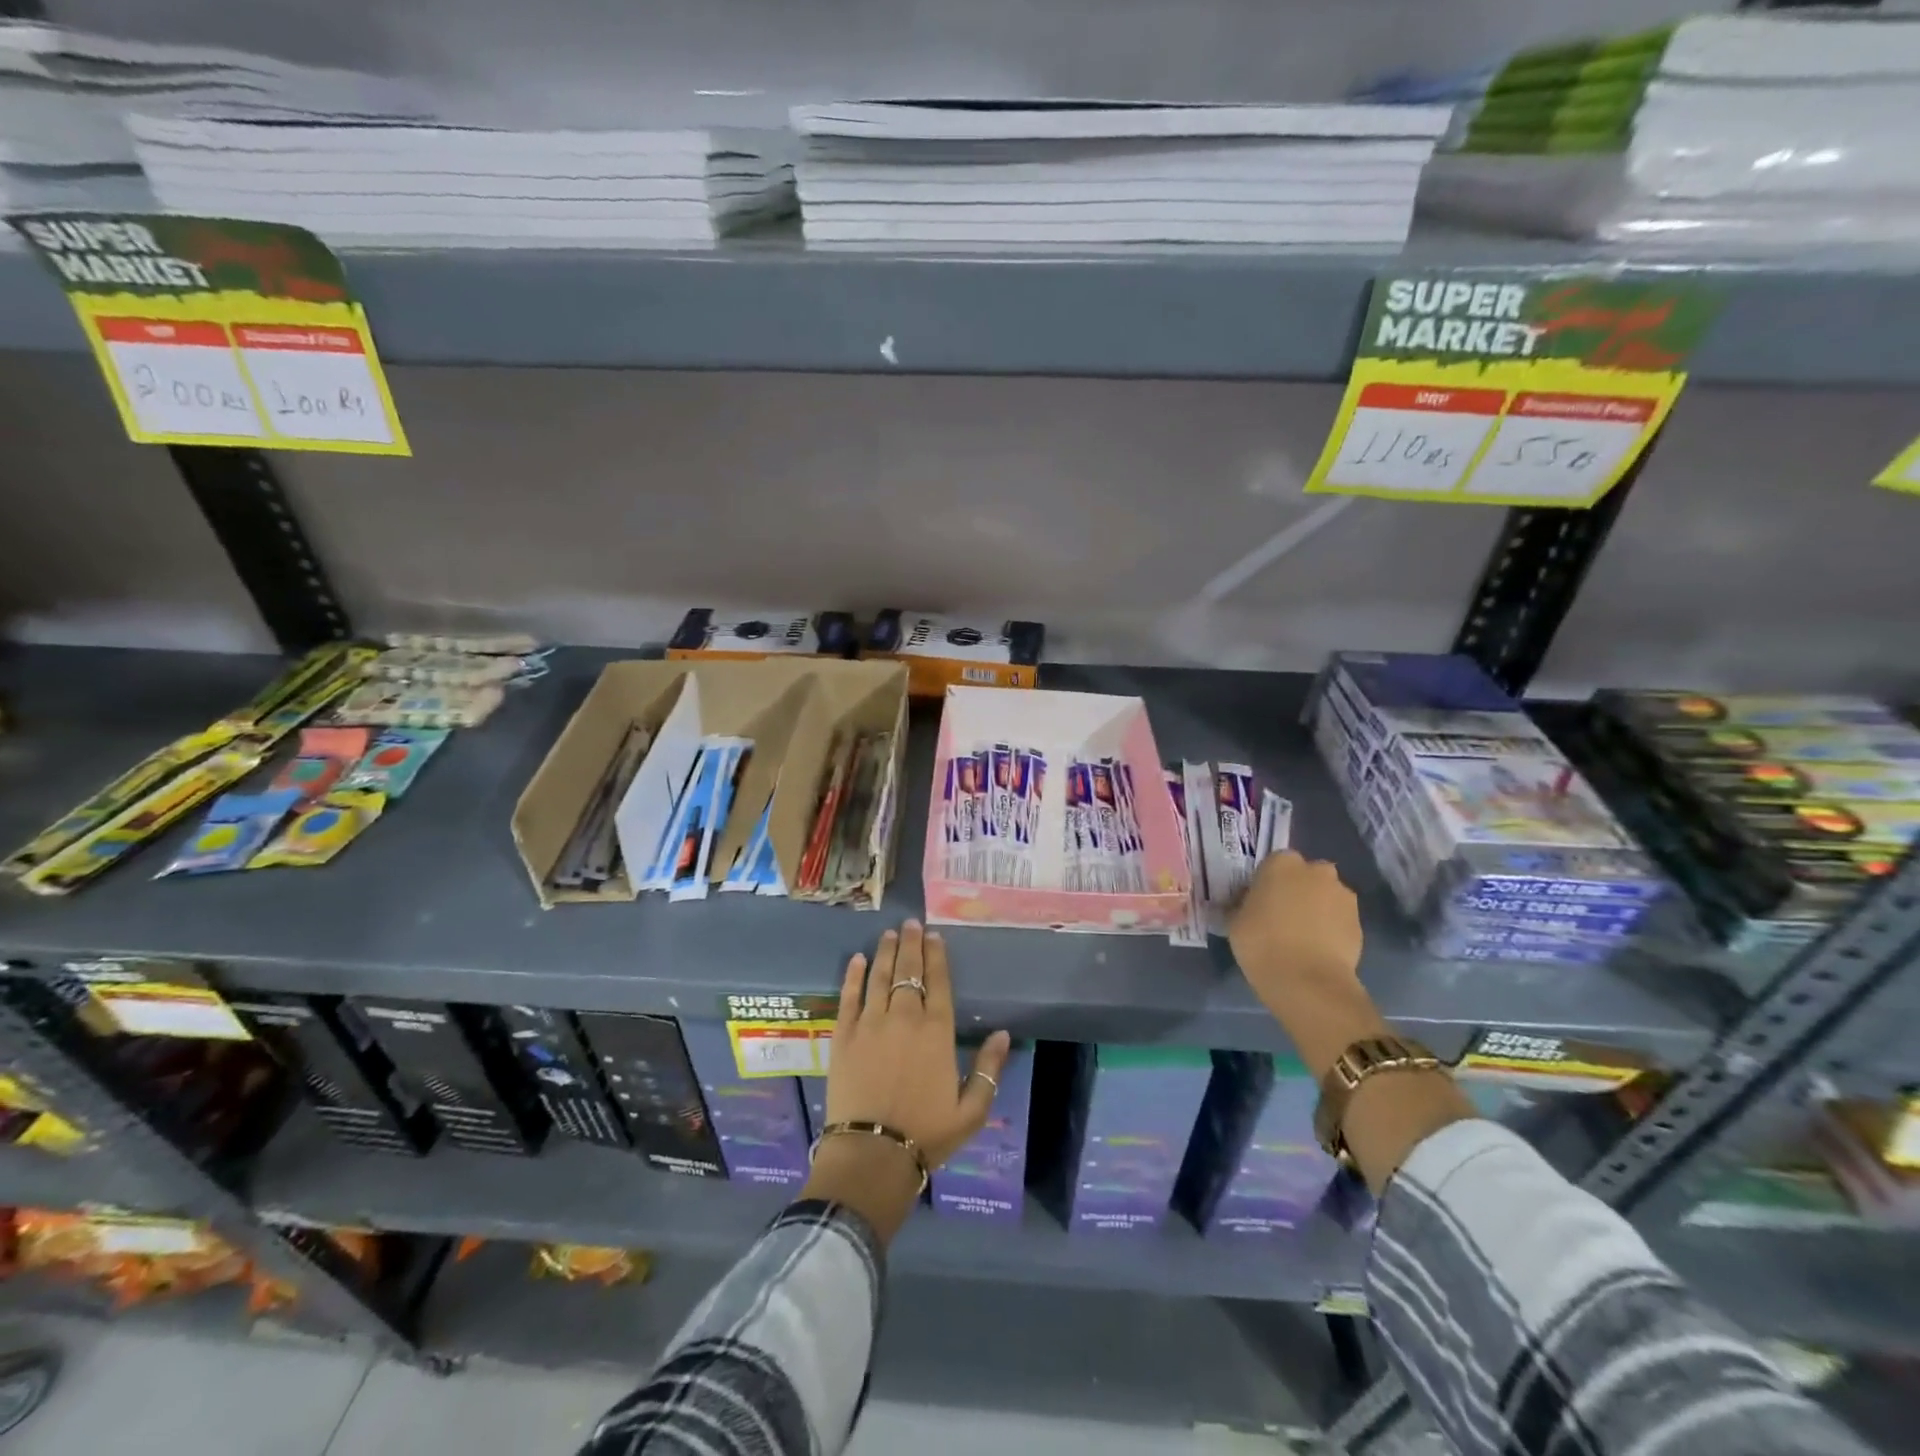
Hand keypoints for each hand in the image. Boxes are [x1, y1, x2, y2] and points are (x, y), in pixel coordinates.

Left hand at [806, 920, 1009, 1239]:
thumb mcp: (972, 1111)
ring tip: (889, 933)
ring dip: (885, 952)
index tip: (935, 936)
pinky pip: (848, 996)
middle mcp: (905, 1017)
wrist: (872, 1154)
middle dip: (911, 944)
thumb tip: (1002, 1034)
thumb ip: (989, 1069)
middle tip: (910, 923)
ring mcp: (871, 1023)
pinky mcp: (844, 1035)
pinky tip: (856, 959)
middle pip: (908, 971)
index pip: (939, 982)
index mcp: (937, 1032)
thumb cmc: (927, 1134)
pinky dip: (852, 975)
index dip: (937, 956)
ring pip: (879, 976)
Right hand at [1228, 851, 1362, 1010]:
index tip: (1259, 902)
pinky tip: (1317, 950)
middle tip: (1282, 916)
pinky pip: (1339, 919)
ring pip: (1326, 896)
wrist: (1307, 981)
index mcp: (1281, 863)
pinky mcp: (1360, 923)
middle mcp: (1316, 871)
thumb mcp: (1235, 920)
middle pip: (1305, 875)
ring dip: (1317, 908)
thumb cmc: (1261, 943)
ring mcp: (1343, 896)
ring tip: (1302, 937)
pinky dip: (1331, 929)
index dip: (1267, 883)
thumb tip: (1246, 905)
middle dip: (1297, 890)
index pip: (1273, 864)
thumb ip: (1243, 905)